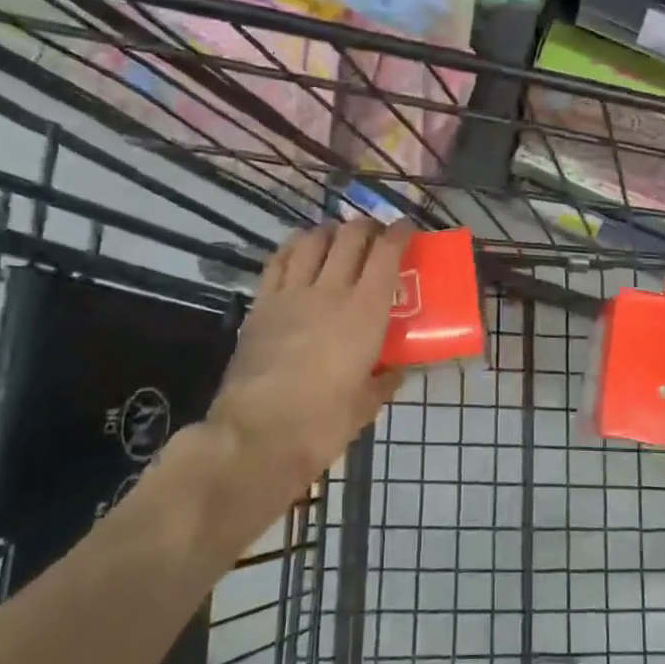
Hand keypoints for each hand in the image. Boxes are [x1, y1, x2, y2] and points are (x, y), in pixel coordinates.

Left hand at [206, 219, 415, 488]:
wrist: (256, 436)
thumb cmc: (322, 423)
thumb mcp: (366, 405)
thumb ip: (384, 381)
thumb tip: (396, 372)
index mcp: (365, 312)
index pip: (387, 254)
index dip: (400, 233)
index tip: (407, 229)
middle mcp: (330, 291)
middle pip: (351, 236)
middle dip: (368, 227)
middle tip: (376, 236)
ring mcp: (291, 294)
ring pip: (312, 240)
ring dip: (330, 232)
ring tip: (337, 239)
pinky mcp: (261, 304)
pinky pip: (278, 261)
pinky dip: (293, 248)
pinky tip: (299, 253)